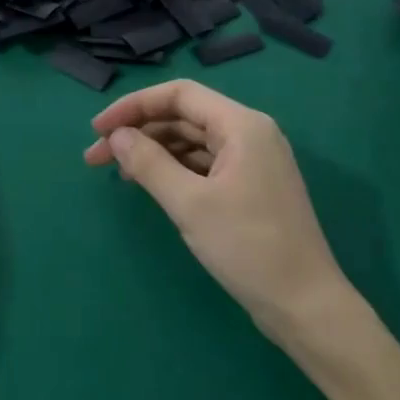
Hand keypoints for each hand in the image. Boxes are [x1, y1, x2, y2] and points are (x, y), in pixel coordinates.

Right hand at [85, 79, 349, 340]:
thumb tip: (117, 136)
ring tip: (117, 174)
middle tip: (95, 158)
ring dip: (153, 152)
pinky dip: (173, 170)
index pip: (179, 95)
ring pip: (192, 142)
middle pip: (184, 117)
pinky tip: (150, 185)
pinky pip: (203, 165)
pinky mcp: (250, 187)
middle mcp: (250, 134)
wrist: (304, 303)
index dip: (133, 106)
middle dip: (138, 132)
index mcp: (242, 126)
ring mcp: (252, 162)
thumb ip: (149, 163)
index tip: (98, 130)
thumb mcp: (190, 204)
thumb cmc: (248, 247)